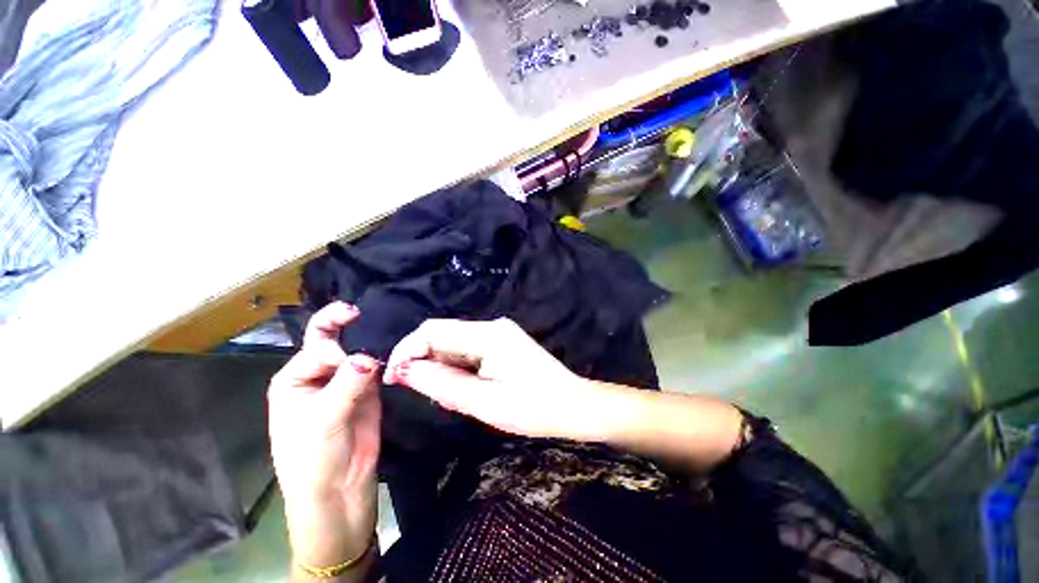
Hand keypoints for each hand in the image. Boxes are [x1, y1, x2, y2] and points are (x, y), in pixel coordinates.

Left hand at [267, 302, 379, 569]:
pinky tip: (394, 348)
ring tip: (384, 328)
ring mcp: (345, 382)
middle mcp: (318, 376)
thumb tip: (369, 355)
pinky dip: (384, 356)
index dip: (335, 351)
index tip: (353, 365)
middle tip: (356, 310)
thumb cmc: (314, 459)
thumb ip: (346, 385)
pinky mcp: (368, 390)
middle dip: (340, 322)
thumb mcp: (323, 421)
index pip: (317, 349)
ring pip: (356, 351)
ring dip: (367, 340)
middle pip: (329, 341)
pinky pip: (375, 366)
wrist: (339, 491)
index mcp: (294, 380)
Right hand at [384, 318, 603, 439]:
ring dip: (443, 368)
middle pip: (443, 335)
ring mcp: (499, 333)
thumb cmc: (533, 408)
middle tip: (426, 395)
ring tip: (450, 397)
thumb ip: (442, 384)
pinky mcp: (503, 343)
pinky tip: (466, 389)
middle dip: (425, 362)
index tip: (393, 380)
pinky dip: (459, 369)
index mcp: (488, 335)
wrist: (573, 405)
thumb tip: (404, 370)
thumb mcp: (484, 402)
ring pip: (455, 344)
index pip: (433, 330)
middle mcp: (492, 326)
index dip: (407, 351)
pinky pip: (469, 351)